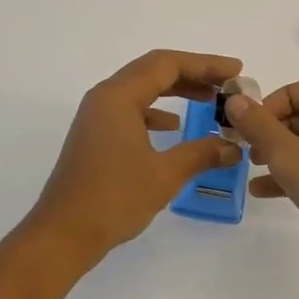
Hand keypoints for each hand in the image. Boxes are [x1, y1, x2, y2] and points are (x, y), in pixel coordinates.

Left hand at [28, 49, 245, 263]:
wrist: (62, 234)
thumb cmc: (113, 198)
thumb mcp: (164, 174)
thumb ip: (201, 154)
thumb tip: (233, 147)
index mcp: (118, 96)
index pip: (166, 64)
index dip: (205, 64)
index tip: (236, 71)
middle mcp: (105, 97)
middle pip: (153, 71)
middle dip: (193, 74)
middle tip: (227, 84)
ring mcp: (97, 116)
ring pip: (142, 90)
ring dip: (176, 91)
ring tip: (209, 101)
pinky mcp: (96, 135)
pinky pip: (132, 109)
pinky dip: (156, 112)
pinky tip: (174, 126)